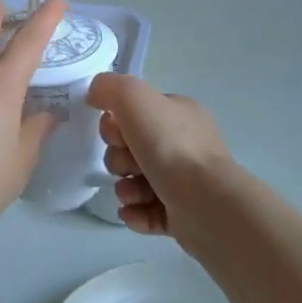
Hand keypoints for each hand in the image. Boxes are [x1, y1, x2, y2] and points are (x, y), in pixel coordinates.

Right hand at [86, 73, 234, 237]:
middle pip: (132, 149)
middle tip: (127, 166)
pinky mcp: (183, 215)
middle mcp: (185, 145)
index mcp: (179, 114)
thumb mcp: (134, 98)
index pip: (137, 113)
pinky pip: (147, 210)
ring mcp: (186, 182)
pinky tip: (133, 211)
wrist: (206, 203)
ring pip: (137, 181)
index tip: (117, 135)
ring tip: (131, 194)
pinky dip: (135, 211)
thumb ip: (110, 87)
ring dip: (125, 188)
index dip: (117, 124)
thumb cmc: (170, 146)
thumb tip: (95, 94)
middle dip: (119, 159)